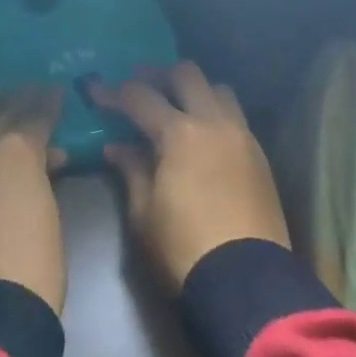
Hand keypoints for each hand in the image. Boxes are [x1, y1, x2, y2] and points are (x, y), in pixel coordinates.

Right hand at [94, 61, 289, 289]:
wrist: (246, 282)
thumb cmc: (183, 250)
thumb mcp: (143, 214)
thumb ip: (131, 170)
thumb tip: (116, 147)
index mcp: (179, 133)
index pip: (140, 97)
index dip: (115, 92)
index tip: (96, 91)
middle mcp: (213, 122)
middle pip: (186, 74)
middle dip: (159, 75)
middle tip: (140, 86)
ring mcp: (241, 135)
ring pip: (218, 89)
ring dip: (195, 89)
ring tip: (177, 105)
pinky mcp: (259, 155)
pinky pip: (236, 116)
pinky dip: (216, 112)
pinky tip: (203, 134)